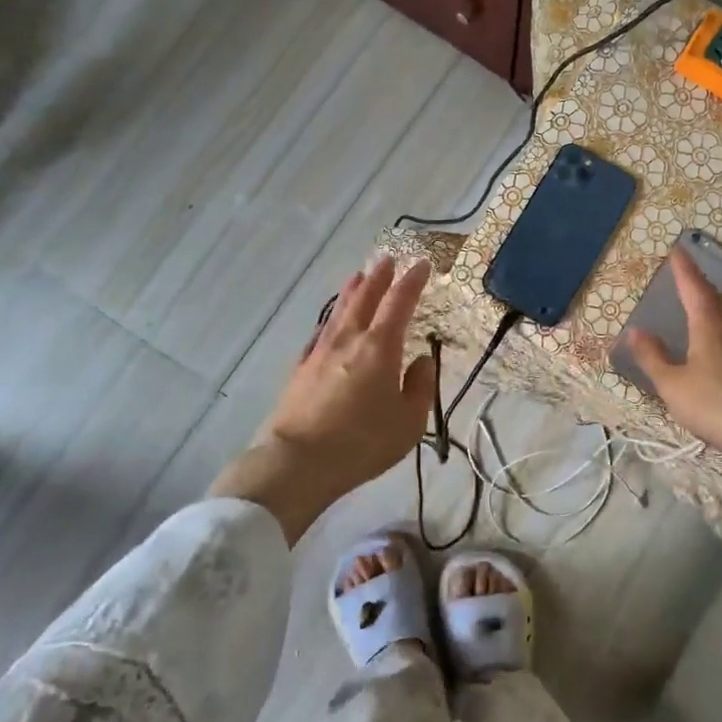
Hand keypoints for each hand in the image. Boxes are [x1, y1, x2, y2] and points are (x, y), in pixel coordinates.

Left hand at [210, 256, 434, 540]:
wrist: (298, 462)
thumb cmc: (363, 442)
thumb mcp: (409, 422)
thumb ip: (421, 386)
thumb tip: (423, 360)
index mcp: (380, 347)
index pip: (400, 303)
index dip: (412, 281)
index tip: (421, 264)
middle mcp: (349, 340)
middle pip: (365, 298)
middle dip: (379, 277)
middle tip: (387, 259)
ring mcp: (320, 352)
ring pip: (339, 311)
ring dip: (352, 291)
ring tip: (358, 276)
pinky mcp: (301, 369)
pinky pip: (320, 334)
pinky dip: (330, 321)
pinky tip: (329, 323)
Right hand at [623, 248, 721, 479]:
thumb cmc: (718, 408)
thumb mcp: (673, 386)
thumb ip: (653, 358)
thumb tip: (636, 331)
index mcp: (710, 326)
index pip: (694, 288)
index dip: (684, 269)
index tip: (677, 250)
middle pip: (715, 298)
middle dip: (698, 283)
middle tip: (684, 274)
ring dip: (712, 303)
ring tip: (698, 302)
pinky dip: (721, 324)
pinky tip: (718, 340)